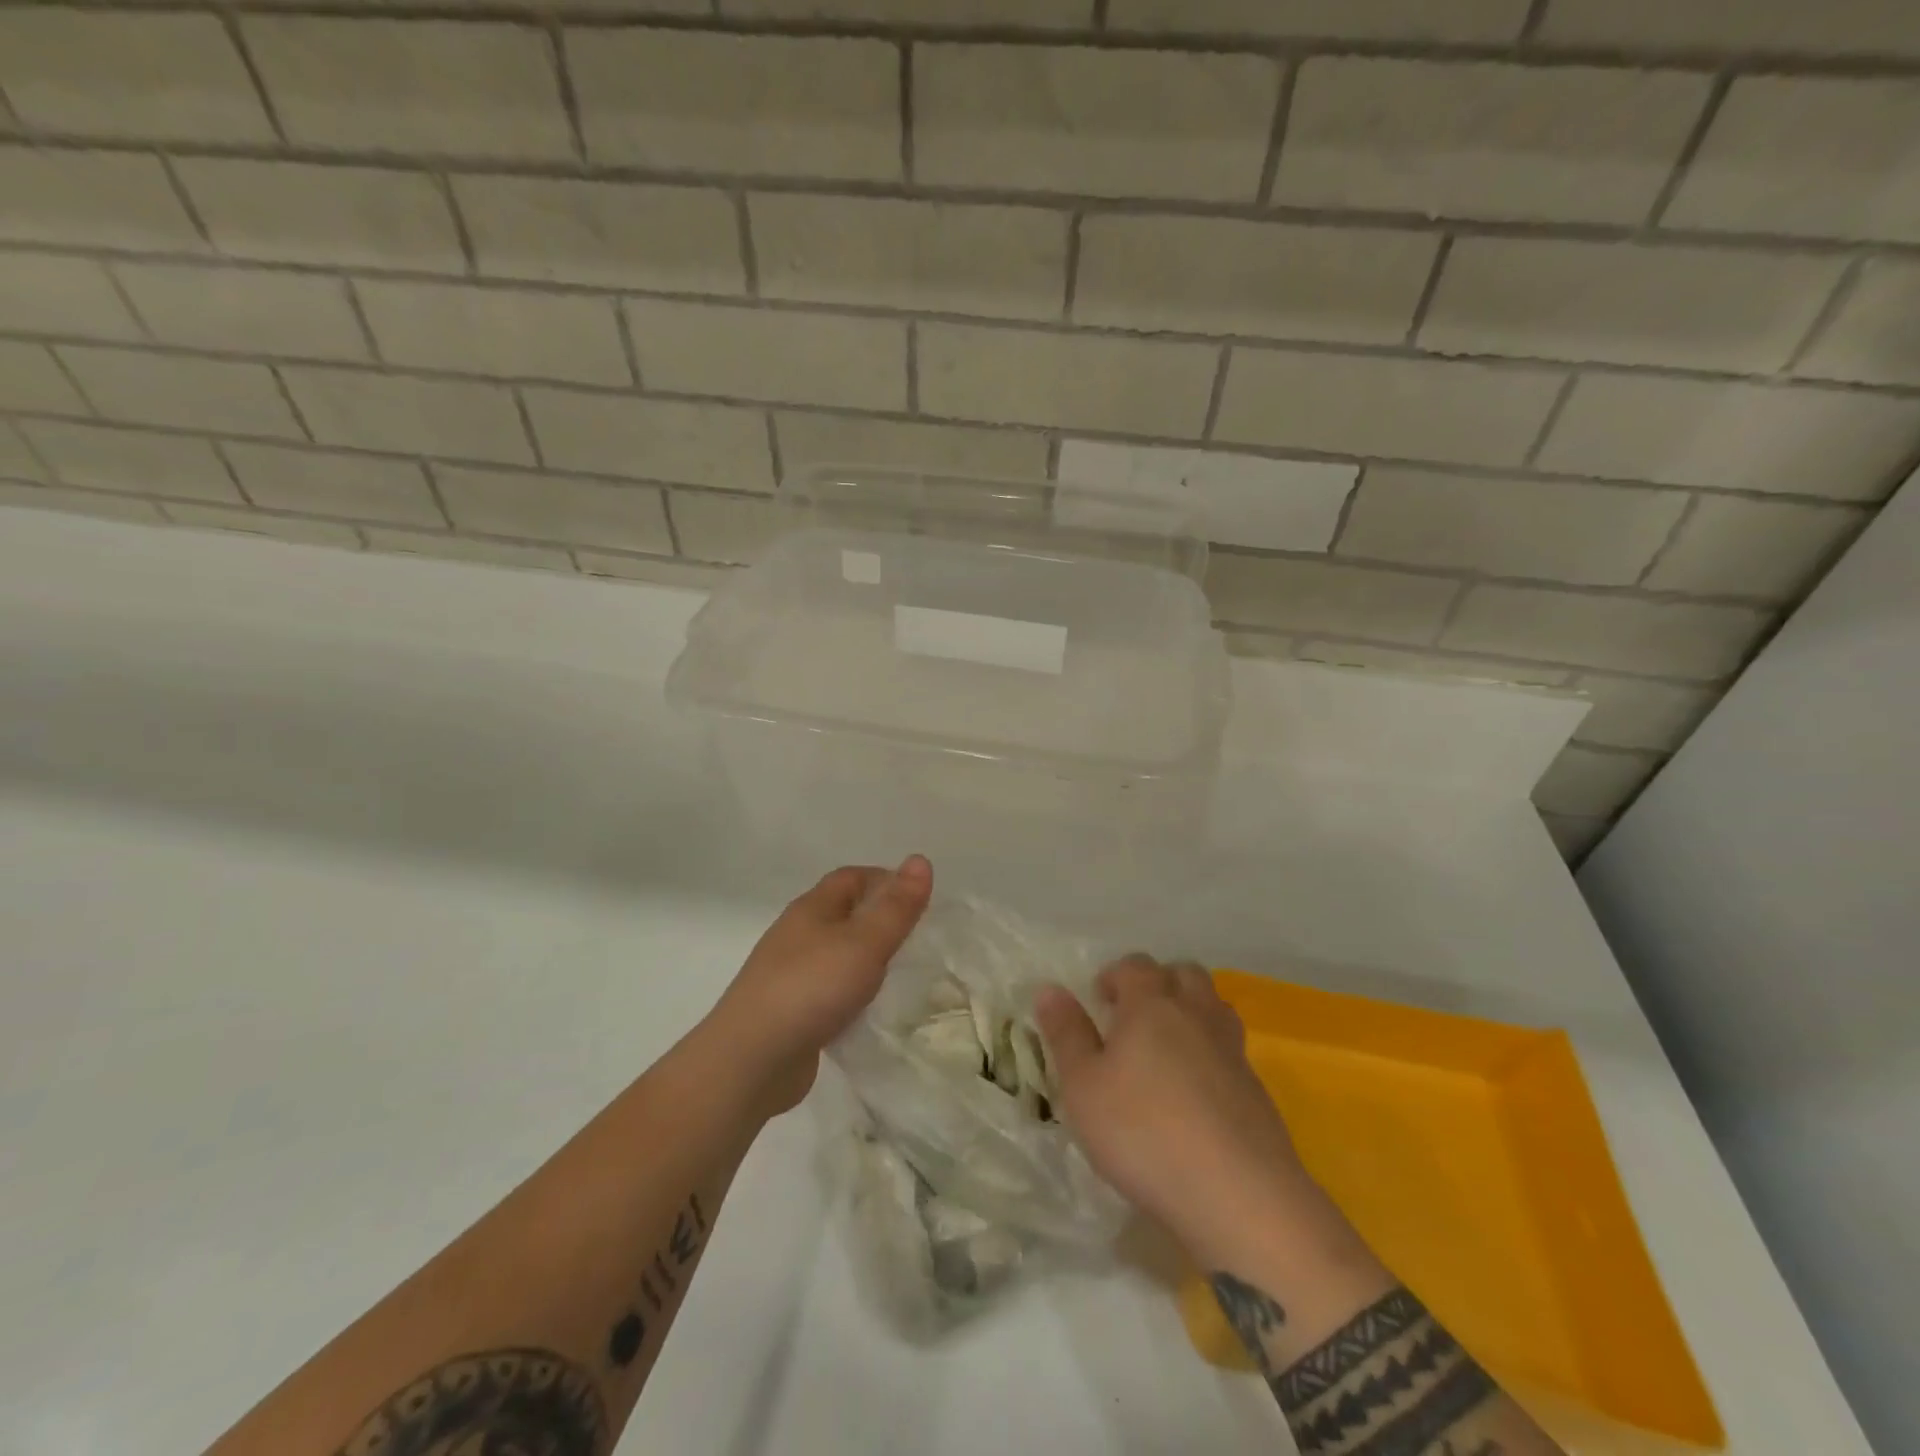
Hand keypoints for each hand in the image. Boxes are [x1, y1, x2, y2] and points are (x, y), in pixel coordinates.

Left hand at [709, 856, 932, 1115]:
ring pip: (835, 953)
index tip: (919, 899)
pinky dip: (851, 993)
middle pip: (842, 913)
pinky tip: (868, 1011)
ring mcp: (789, 974)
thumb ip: (896, 907)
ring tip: (901, 973)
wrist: (749, 1061)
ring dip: (866, 958)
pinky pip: (828, 990)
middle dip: (879, 919)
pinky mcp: (789, 1012)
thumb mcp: (864, 943)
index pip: (852, 877)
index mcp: (811, 908)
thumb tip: (920, 860)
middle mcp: (797, 935)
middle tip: (917, 936)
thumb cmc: (811, 988)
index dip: (886, 879)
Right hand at [1036, 956, 1324, 1265]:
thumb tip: (1050, 989)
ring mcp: (1232, 1050)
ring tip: (1165, 1048)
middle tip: (1133, 1017)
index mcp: (1151, 1004)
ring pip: (1213, 1006)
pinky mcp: (1256, 1089)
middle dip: (1158, 983)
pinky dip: (1210, 1053)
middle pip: (1183, 973)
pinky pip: (1230, 1049)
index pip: (1135, 965)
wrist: (1238, 1194)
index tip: (1099, 1001)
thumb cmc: (1144, 1131)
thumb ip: (1066, 1034)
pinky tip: (1194, 1092)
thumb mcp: (1083, 1086)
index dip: (1114, 975)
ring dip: (1190, 1012)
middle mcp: (1196, 1014)